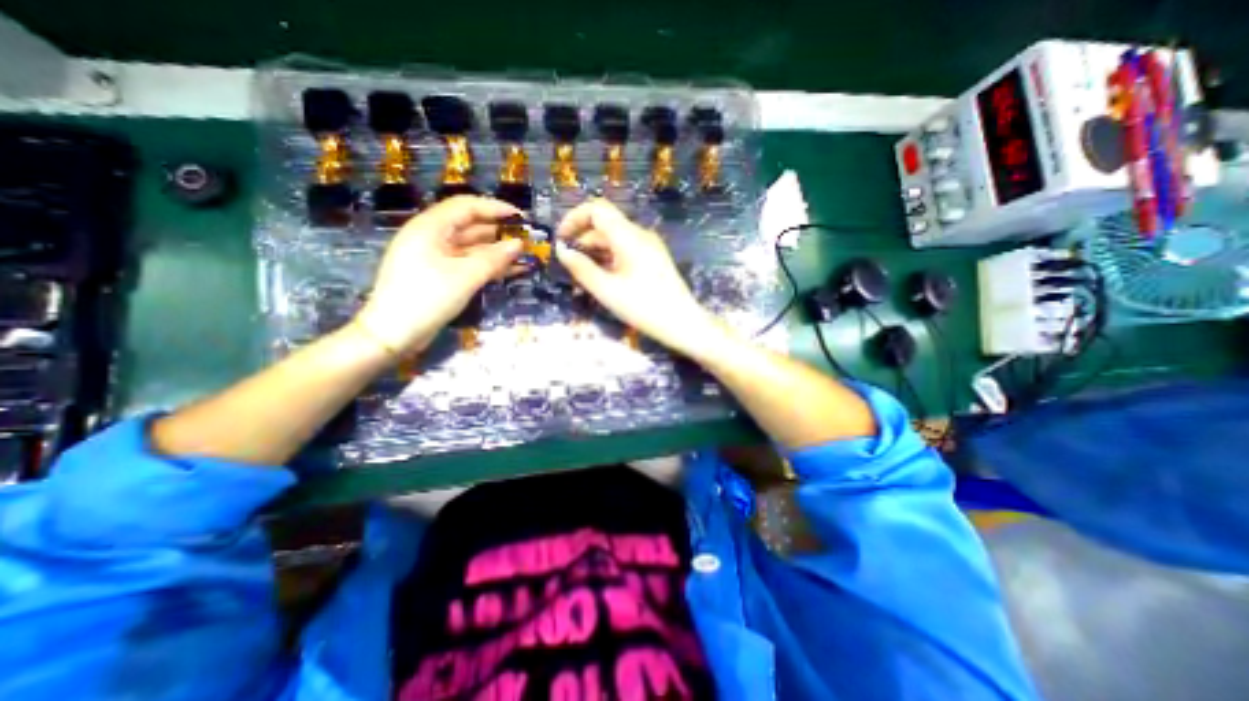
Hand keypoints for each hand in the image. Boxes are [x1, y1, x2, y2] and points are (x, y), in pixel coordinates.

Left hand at [355, 195, 522, 355]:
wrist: (393, 334)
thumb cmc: (427, 298)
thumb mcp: (465, 277)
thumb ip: (494, 259)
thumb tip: (519, 245)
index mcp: (430, 228)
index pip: (466, 206)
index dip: (495, 208)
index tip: (521, 217)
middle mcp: (432, 237)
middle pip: (470, 226)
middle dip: (499, 231)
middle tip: (527, 239)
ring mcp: (435, 258)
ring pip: (471, 247)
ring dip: (497, 251)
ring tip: (524, 256)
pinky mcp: (440, 275)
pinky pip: (468, 264)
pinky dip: (488, 266)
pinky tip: (511, 270)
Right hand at [555, 201, 721, 354]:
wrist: (683, 323)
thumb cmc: (644, 308)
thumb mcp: (607, 290)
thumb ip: (581, 268)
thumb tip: (561, 250)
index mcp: (629, 236)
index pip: (597, 209)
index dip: (574, 218)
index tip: (561, 239)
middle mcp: (640, 235)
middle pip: (605, 225)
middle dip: (583, 241)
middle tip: (569, 266)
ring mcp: (649, 247)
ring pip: (615, 239)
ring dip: (595, 252)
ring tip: (583, 276)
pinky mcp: (653, 259)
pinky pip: (626, 250)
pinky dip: (609, 259)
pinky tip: (604, 279)